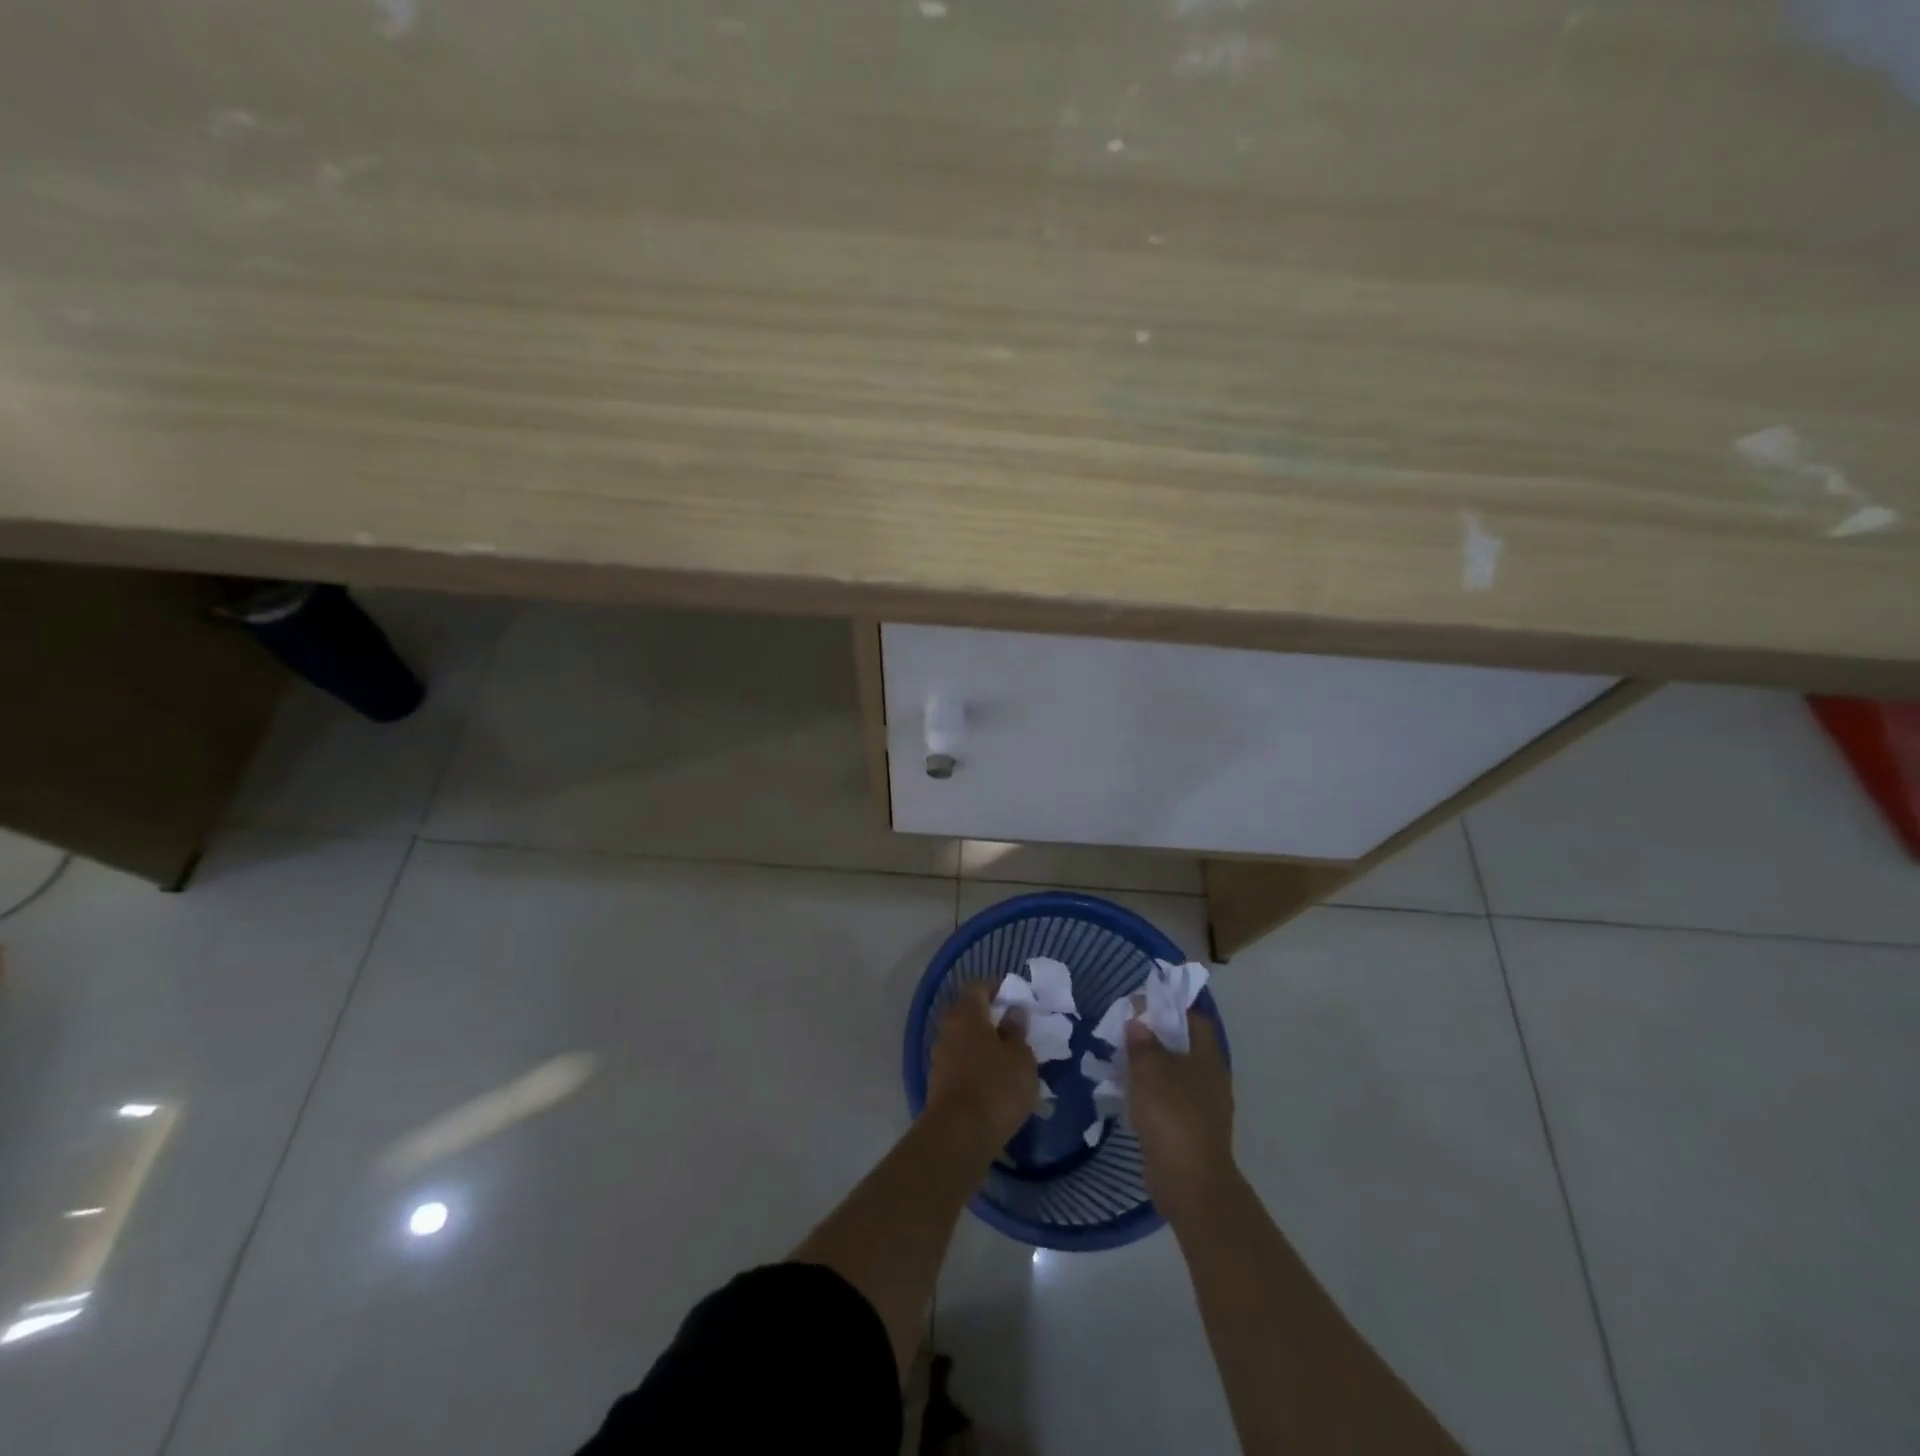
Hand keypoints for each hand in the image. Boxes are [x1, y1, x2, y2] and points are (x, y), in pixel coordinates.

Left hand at [925, 983, 1038, 1151]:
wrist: (958, 1136)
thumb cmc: (996, 1087)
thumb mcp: (1020, 1057)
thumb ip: (1017, 1031)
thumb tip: (1013, 1012)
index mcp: (966, 1014)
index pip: (979, 987)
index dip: (998, 988)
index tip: (1016, 998)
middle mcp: (948, 1029)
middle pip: (969, 1013)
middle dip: (992, 1018)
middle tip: (1017, 1029)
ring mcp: (940, 1057)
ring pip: (965, 1040)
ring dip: (984, 1044)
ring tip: (1010, 1059)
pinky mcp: (939, 1083)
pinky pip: (961, 1063)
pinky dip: (977, 1065)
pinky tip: (996, 1082)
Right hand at [1126, 1012, 1235, 1224]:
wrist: (1189, 1182)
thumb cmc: (1172, 1115)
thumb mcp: (1149, 1069)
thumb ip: (1142, 1042)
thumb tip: (1139, 1022)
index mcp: (1208, 1058)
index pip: (1194, 1019)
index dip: (1170, 1007)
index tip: (1142, 1004)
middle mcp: (1210, 1078)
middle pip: (1182, 1046)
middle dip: (1154, 1037)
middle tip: (1124, 1031)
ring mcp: (1202, 1107)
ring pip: (1173, 1074)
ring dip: (1149, 1066)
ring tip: (1119, 1061)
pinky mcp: (1189, 1130)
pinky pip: (1168, 1100)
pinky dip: (1149, 1093)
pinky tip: (1127, 1095)